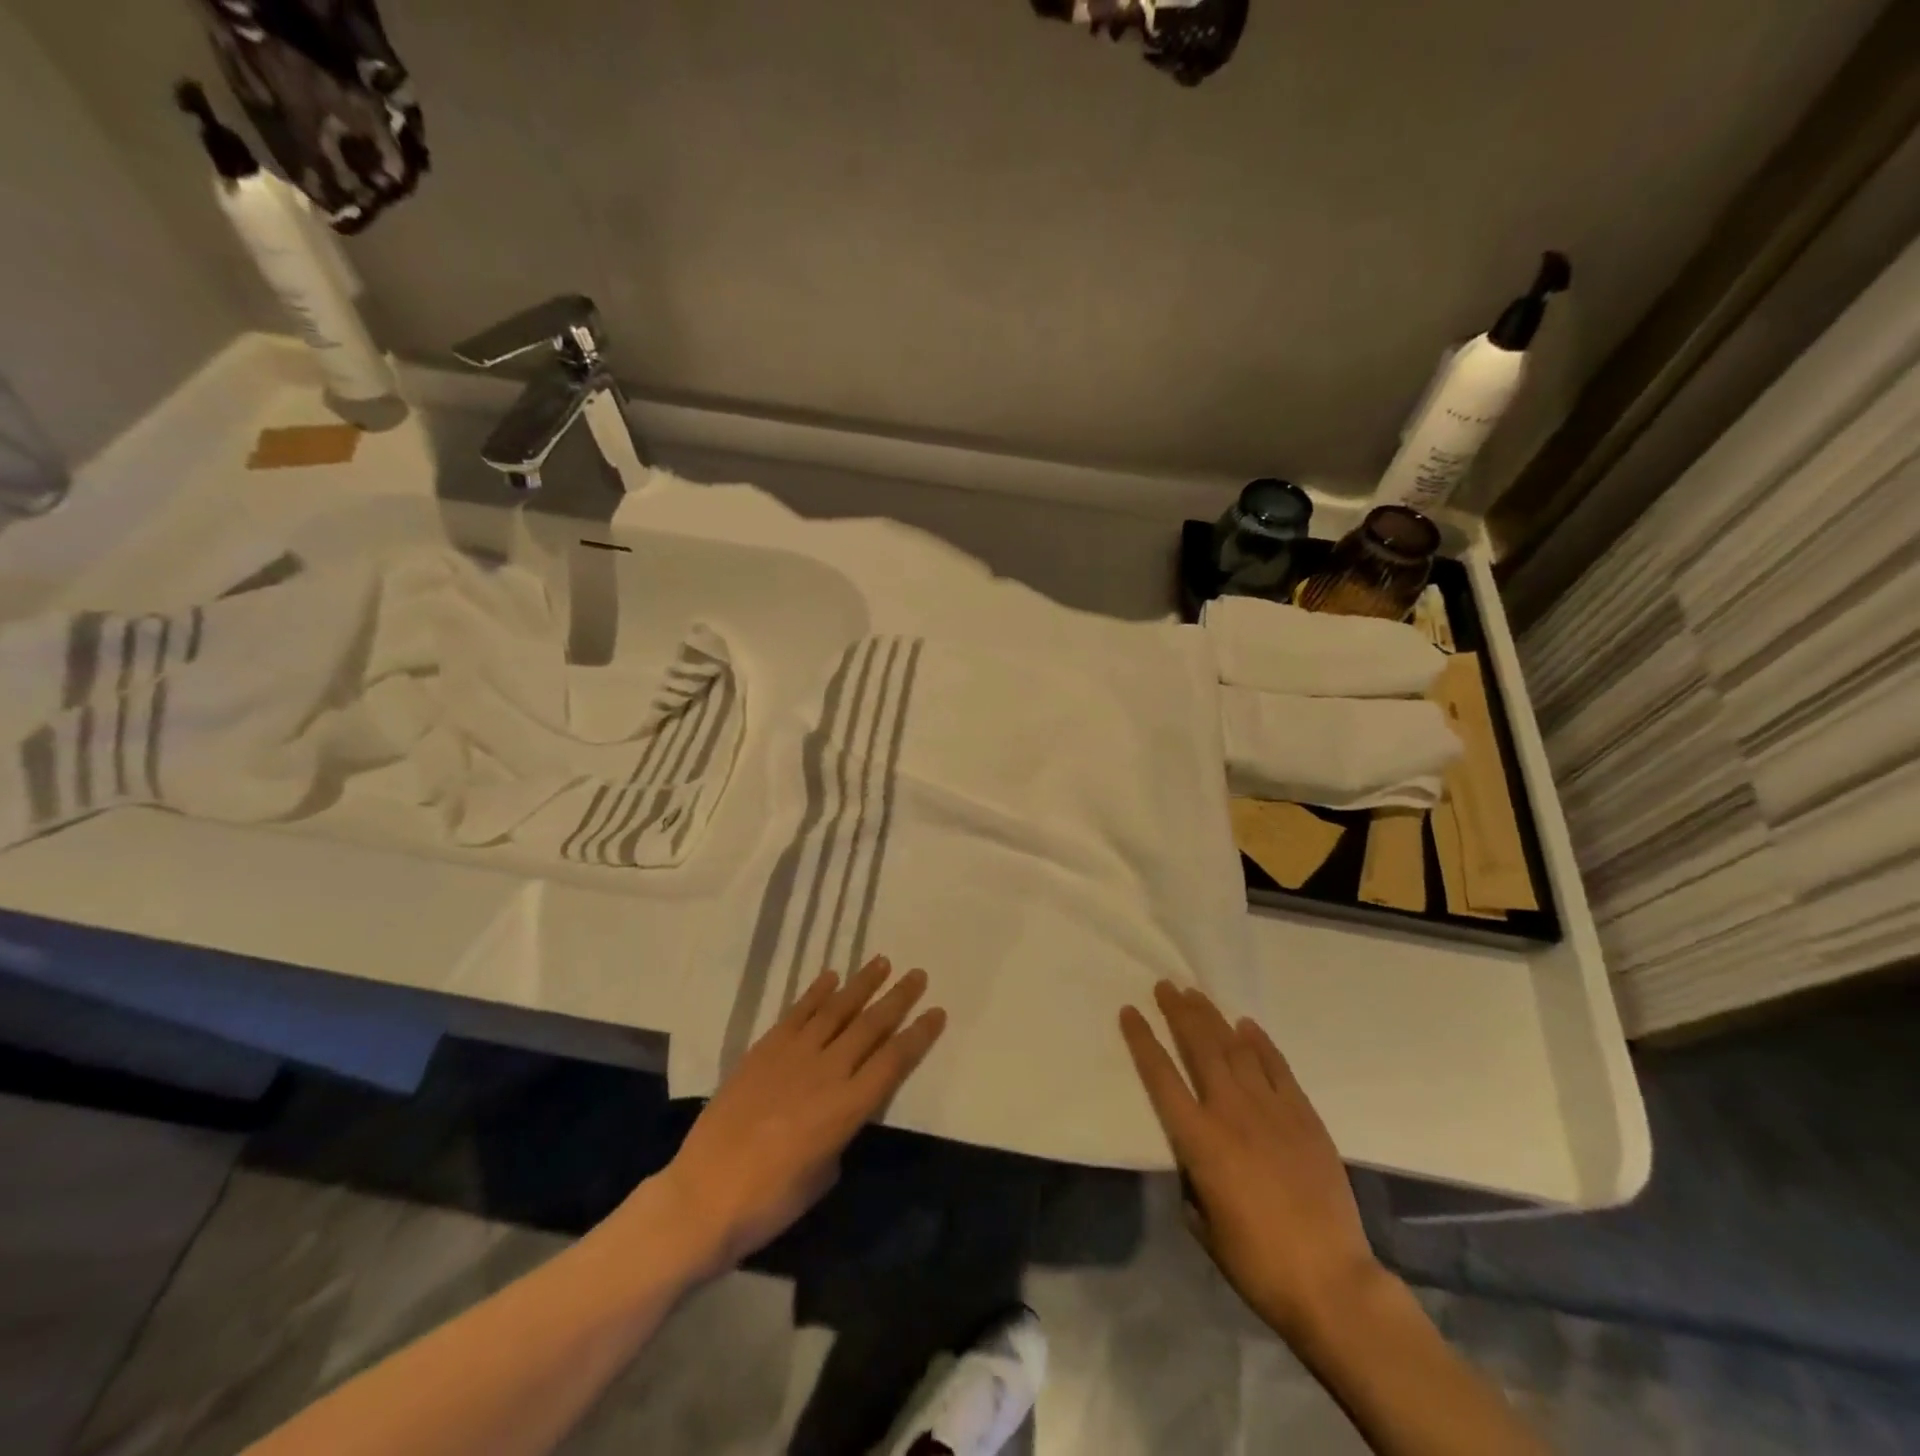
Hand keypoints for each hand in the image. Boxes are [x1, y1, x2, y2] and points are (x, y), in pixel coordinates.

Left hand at [652, 955, 945, 1276]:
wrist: (703, 1196)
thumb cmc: (770, 1202)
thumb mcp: (823, 1176)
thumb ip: (841, 1134)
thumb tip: (840, 1110)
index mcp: (848, 1107)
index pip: (894, 1060)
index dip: (919, 1035)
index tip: (937, 1012)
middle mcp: (827, 1071)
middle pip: (871, 1025)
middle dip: (898, 998)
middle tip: (917, 974)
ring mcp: (793, 1055)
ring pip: (836, 1009)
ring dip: (861, 983)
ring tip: (881, 962)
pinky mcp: (764, 1050)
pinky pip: (797, 1013)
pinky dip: (815, 993)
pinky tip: (831, 977)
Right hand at [1120, 982, 1382, 1342]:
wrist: (1331, 1281)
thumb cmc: (1256, 1261)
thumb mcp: (1203, 1223)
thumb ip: (1192, 1179)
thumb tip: (1193, 1159)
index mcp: (1199, 1139)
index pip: (1161, 1076)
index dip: (1142, 1040)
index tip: (1130, 1011)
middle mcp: (1231, 1111)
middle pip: (1200, 1048)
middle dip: (1179, 1012)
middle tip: (1166, 986)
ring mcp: (1271, 1109)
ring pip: (1236, 1049)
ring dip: (1213, 1018)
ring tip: (1196, 994)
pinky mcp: (1304, 1116)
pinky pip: (1277, 1067)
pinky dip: (1260, 1043)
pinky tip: (1247, 1026)